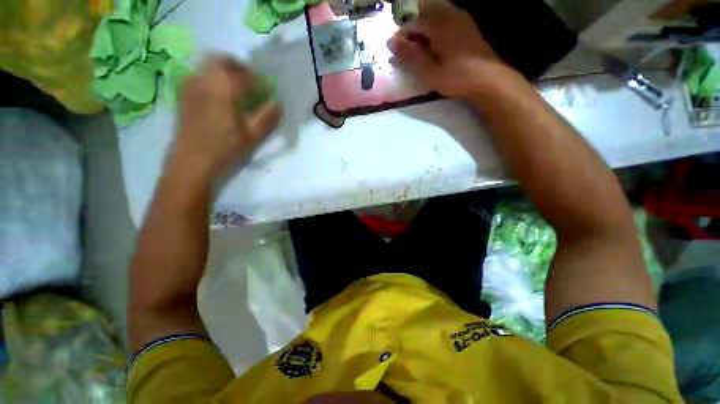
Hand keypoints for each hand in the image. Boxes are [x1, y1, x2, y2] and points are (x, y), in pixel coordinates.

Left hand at [171, 56, 280, 178]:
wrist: (191, 162)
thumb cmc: (224, 150)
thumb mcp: (252, 136)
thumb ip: (267, 117)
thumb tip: (278, 103)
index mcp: (223, 88)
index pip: (246, 76)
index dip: (260, 82)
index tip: (268, 92)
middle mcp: (203, 79)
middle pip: (222, 60)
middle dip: (240, 68)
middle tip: (251, 84)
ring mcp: (189, 85)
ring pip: (208, 66)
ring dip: (225, 73)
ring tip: (237, 90)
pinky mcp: (183, 94)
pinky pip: (199, 76)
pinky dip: (213, 79)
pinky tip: (220, 97)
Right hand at [387, 0, 511, 97]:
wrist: (488, 79)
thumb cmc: (457, 77)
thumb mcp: (430, 72)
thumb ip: (411, 56)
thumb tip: (391, 43)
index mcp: (440, 24)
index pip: (413, 22)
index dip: (401, 35)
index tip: (392, 49)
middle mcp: (450, 15)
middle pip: (424, 14)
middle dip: (411, 30)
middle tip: (404, 49)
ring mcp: (461, 19)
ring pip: (435, 16)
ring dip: (423, 29)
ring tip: (417, 48)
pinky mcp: (468, 26)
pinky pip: (446, 20)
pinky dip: (435, 30)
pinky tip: (434, 45)